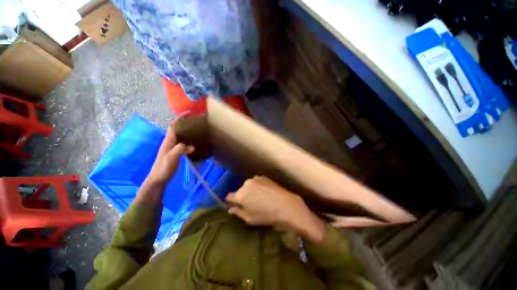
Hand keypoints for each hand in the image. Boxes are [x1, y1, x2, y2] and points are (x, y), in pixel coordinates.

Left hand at [148, 112, 194, 184]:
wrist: (158, 179)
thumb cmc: (163, 168)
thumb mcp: (171, 158)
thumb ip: (180, 150)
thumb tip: (192, 146)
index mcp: (168, 141)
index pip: (173, 125)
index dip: (179, 118)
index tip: (188, 113)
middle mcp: (170, 142)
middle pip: (177, 129)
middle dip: (185, 123)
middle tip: (197, 122)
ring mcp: (173, 147)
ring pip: (181, 135)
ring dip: (187, 131)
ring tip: (198, 130)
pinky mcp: (176, 152)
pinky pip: (183, 142)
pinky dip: (189, 140)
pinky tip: (195, 142)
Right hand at [226, 176, 325, 242]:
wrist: (285, 205)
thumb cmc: (267, 215)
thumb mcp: (250, 218)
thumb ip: (238, 212)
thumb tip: (230, 209)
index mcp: (240, 195)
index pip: (229, 196)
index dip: (230, 201)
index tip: (234, 204)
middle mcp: (246, 184)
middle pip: (240, 190)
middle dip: (242, 196)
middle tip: (250, 203)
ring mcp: (255, 179)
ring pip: (248, 185)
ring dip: (250, 190)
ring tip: (259, 197)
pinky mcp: (263, 176)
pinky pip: (256, 182)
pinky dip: (257, 186)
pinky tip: (265, 192)